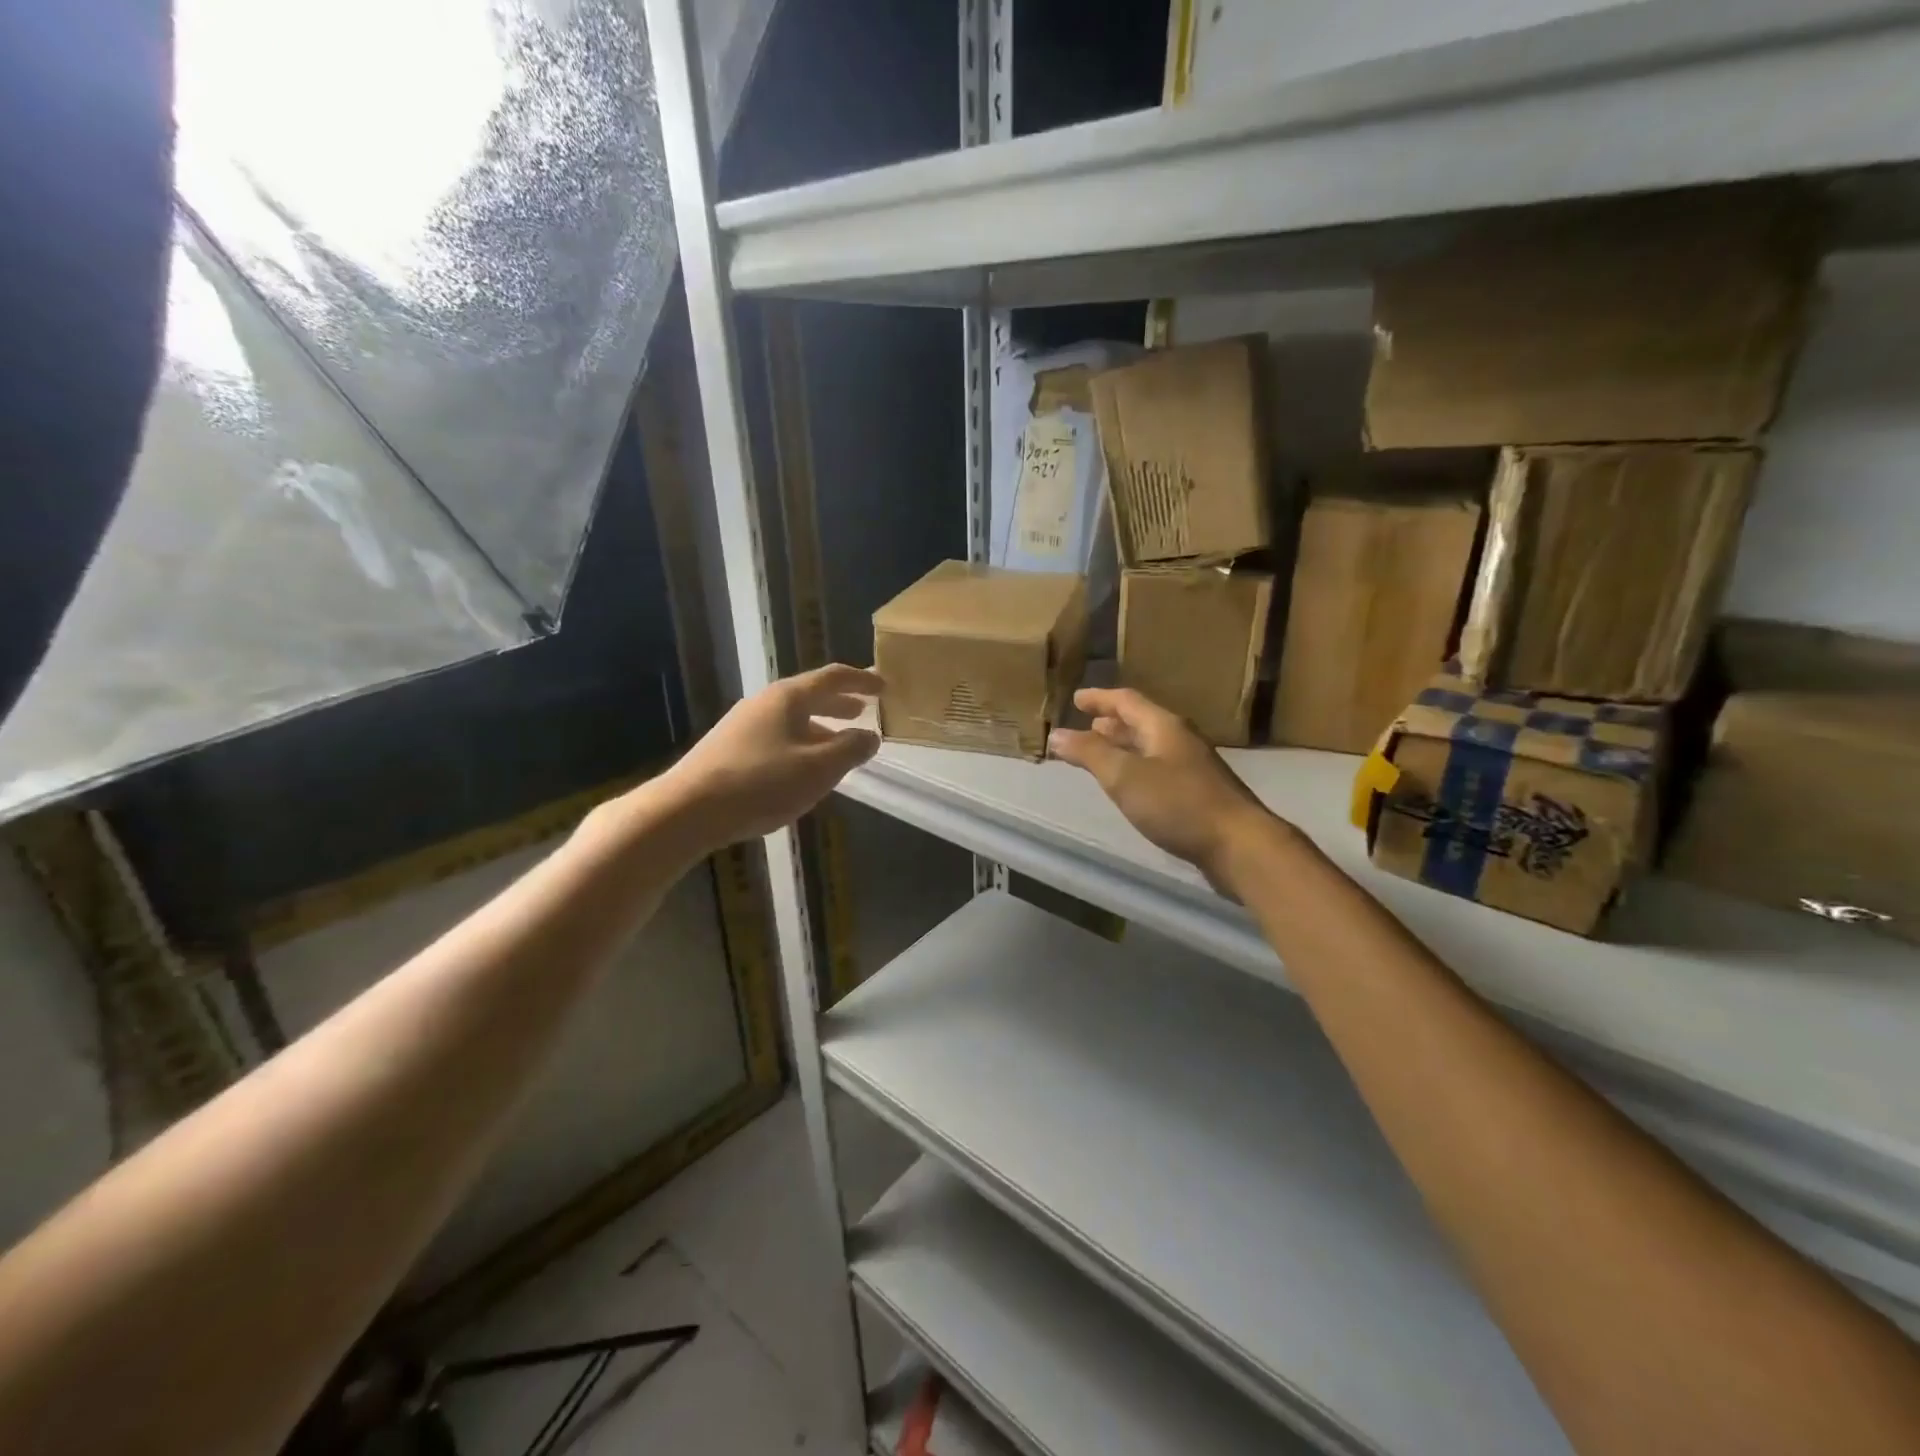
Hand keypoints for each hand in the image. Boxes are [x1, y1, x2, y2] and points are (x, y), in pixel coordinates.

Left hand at [664, 664, 881, 849]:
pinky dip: (800, 743)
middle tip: (863, 711)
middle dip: (839, 703)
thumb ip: (850, 749)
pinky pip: (776, 737)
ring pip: (792, 719)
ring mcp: (742, 725)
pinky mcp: (729, 749)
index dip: (861, 680)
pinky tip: (802, 769)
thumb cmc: (761, 783)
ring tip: (839, 744)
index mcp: (788, 698)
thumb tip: (871, 736)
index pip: (832, 678)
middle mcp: (764, 703)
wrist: (688, 809)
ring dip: (820, 727)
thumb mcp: (818, 768)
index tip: (883, 686)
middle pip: (809, 696)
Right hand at [1048, 687, 1281, 890]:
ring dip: (1124, 746)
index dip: (1100, 698)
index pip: (1127, 701)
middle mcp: (1180, 740)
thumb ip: (1089, 753)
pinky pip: (1158, 769)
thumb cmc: (1178, 803)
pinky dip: (1136, 768)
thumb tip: (1057, 734)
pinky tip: (1130, 785)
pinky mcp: (1197, 794)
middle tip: (1088, 723)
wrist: (1238, 845)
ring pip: (1150, 747)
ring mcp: (1192, 767)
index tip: (1076, 698)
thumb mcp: (1125, 776)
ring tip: (1102, 751)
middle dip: (1113, 722)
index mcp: (1164, 726)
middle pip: (1141, 722)